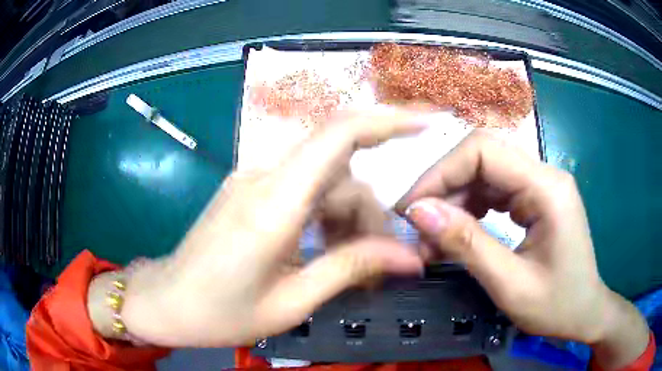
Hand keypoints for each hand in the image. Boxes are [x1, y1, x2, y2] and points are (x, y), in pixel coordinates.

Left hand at [105, 110, 425, 346]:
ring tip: (353, 266)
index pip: (338, 136)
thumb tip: (411, 257)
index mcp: (273, 204)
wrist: (167, 302)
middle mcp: (263, 177)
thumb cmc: (220, 313)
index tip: (426, 123)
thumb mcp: (291, 303)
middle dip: (372, 211)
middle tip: (385, 261)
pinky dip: (326, 215)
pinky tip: (325, 250)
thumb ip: (350, 269)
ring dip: (349, 217)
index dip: (387, 120)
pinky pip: (303, 189)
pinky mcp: (249, 190)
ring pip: (324, 180)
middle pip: (340, 169)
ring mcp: (253, 180)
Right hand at [396, 130, 649, 368]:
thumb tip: (418, 212)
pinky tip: (456, 233)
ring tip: (432, 237)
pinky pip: (494, 192)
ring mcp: (540, 186)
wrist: (584, 313)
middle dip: (444, 188)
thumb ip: (466, 245)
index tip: (411, 208)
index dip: (441, 172)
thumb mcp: (510, 285)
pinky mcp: (535, 200)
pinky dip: (469, 210)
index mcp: (547, 189)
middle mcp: (544, 176)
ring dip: (454, 202)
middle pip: (482, 158)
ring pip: (485, 175)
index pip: (484, 151)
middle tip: (416, 227)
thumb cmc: (556, 306)